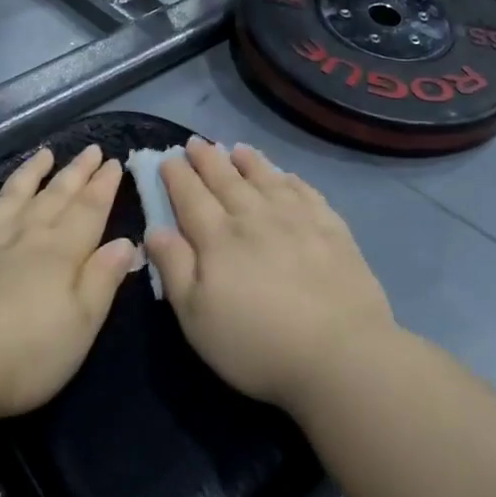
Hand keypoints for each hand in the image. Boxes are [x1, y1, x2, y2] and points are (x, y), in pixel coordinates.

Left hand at [0, 146, 134, 418]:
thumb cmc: (24, 353)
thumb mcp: (81, 326)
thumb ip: (103, 280)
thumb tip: (126, 242)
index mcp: (61, 253)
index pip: (89, 210)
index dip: (103, 186)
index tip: (114, 161)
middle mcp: (25, 233)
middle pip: (55, 196)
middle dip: (76, 172)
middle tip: (91, 149)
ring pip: (13, 193)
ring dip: (31, 172)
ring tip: (45, 154)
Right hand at [147, 139, 396, 414]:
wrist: (340, 353)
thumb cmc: (257, 343)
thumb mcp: (197, 317)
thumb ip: (174, 268)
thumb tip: (155, 229)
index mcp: (218, 238)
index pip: (191, 197)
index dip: (177, 176)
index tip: (167, 158)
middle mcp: (255, 217)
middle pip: (226, 180)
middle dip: (207, 159)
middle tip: (196, 143)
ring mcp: (296, 219)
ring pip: (266, 179)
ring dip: (249, 161)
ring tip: (237, 148)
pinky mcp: (331, 229)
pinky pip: (305, 192)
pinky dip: (291, 180)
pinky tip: (286, 176)